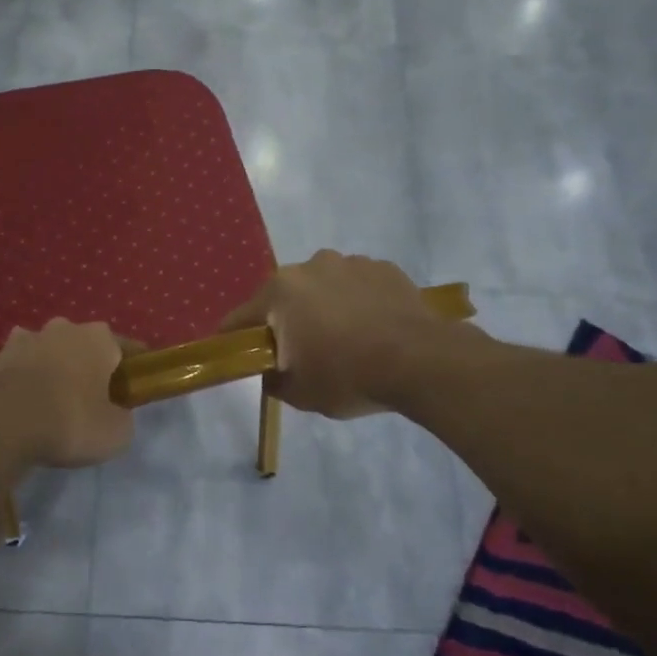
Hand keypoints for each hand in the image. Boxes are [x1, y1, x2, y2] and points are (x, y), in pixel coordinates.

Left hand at [0, 319, 132, 468]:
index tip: (134, 387)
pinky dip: (21, 384)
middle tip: (89, 398)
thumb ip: (121, 418)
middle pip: (82, 345)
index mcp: (98, 339)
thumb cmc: (70, 421)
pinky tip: (20, 408)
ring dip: (50, 370)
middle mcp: (63, 329)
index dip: (132, 368)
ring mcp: (24, 340)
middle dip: (86, 366)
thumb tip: (115, 414)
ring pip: (46, 353)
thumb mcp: (115, 433)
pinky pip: (17, 370)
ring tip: (50, 403)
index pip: (125, 347)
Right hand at [221, 251, 458, 417]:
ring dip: (324, 308)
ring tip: (346, 340)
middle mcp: (310, 266)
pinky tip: (373, 328)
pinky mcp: (384, 267)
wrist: (420, 361)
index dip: (235, 340)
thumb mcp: (298, 393)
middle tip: (302, 352)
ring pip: (323, 287)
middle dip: (286, 321)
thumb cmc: (348, 375)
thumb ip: (272, 378)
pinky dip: (357, 302)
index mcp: (280, 292)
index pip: (240, 318)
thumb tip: (271, 369)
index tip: (241, 357)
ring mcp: (350, 262)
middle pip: (284, 297)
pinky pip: (358, 286)